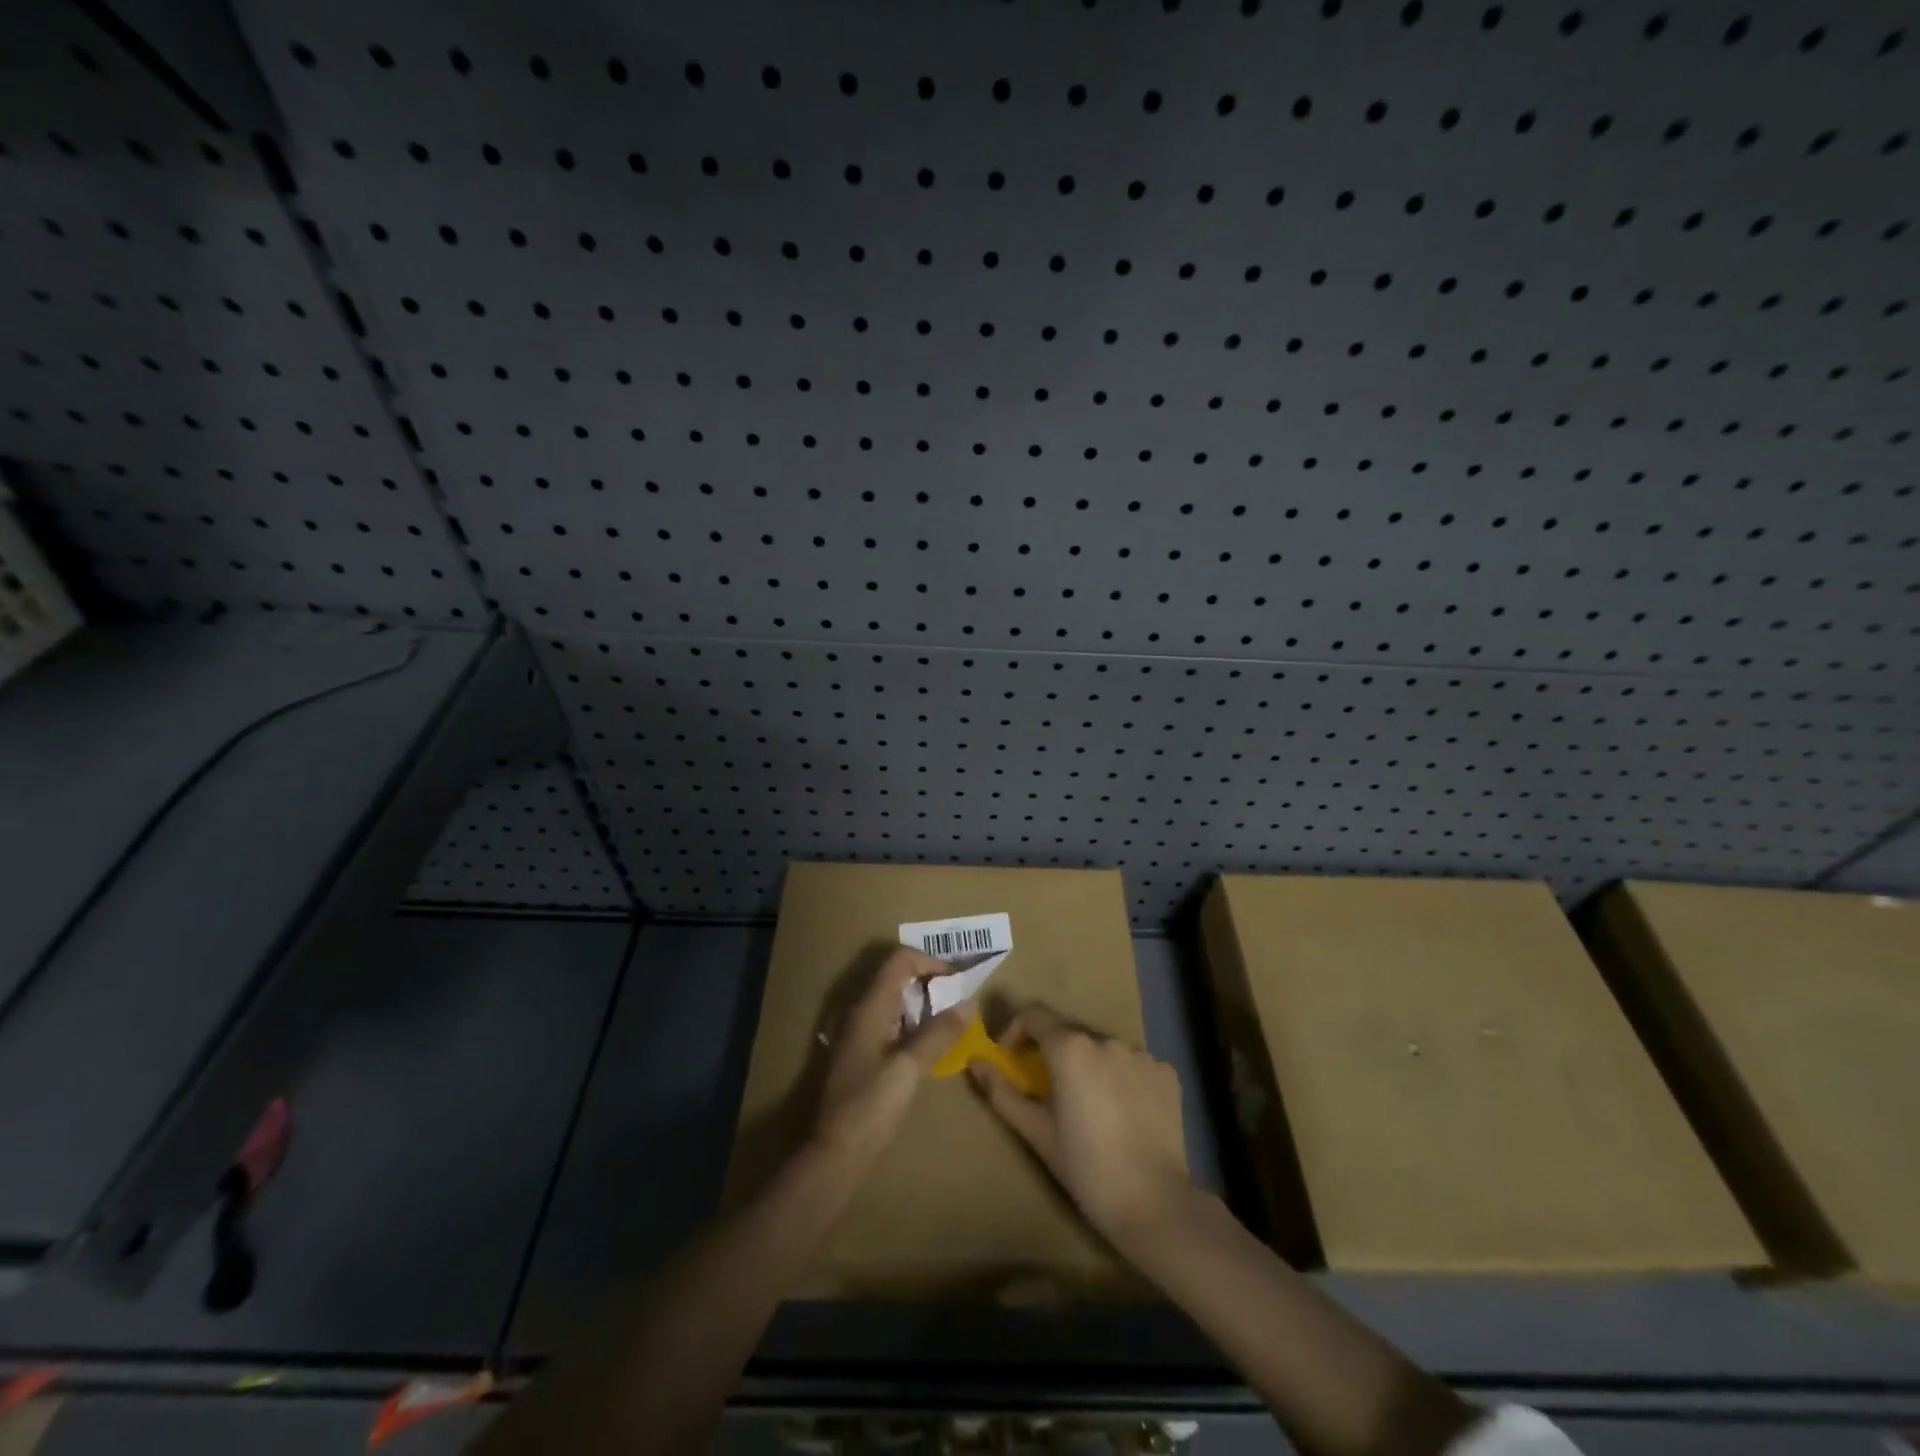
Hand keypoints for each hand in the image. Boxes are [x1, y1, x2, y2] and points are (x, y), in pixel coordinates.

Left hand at [811, 947, 968, 1168]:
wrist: (835, 1153)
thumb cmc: (871, 1106)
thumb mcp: (909, 1067)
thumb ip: (938, 1033)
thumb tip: (968, 1005)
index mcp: (870, 1007)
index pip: (899, 960)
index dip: (930, 962)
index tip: (957, 981)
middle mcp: (861, 1012)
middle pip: (896, 976)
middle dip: (929, 982)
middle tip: (958, 1001)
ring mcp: (858, 1033)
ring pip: (894, 1001)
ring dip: (922, 1004)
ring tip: (950, 1023)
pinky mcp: (861, 1054)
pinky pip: (890, 1023)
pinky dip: (912, 1024)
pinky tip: (929, 1047)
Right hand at [970, 1004, 1193, 1252]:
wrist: (1155, 1203)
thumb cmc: (1086, 1168)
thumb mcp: (1037, 1133)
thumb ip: (1002, 1092)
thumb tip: (975, 1062)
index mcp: (1071, 1048)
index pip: (1034, 1015)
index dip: (1015, 1030)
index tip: (1010, 1058)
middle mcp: (1106, 1040)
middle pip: (1070, 1035)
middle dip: (1054, 1055)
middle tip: (1049, 1093)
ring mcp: (1141, 1054)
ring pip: (1103, 1050)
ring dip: (1089, 1067)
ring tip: (1090, 1108)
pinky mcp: (1166, 1073)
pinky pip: (1133, 1066)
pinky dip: (1121, 1079)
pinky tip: (1123, 1115)